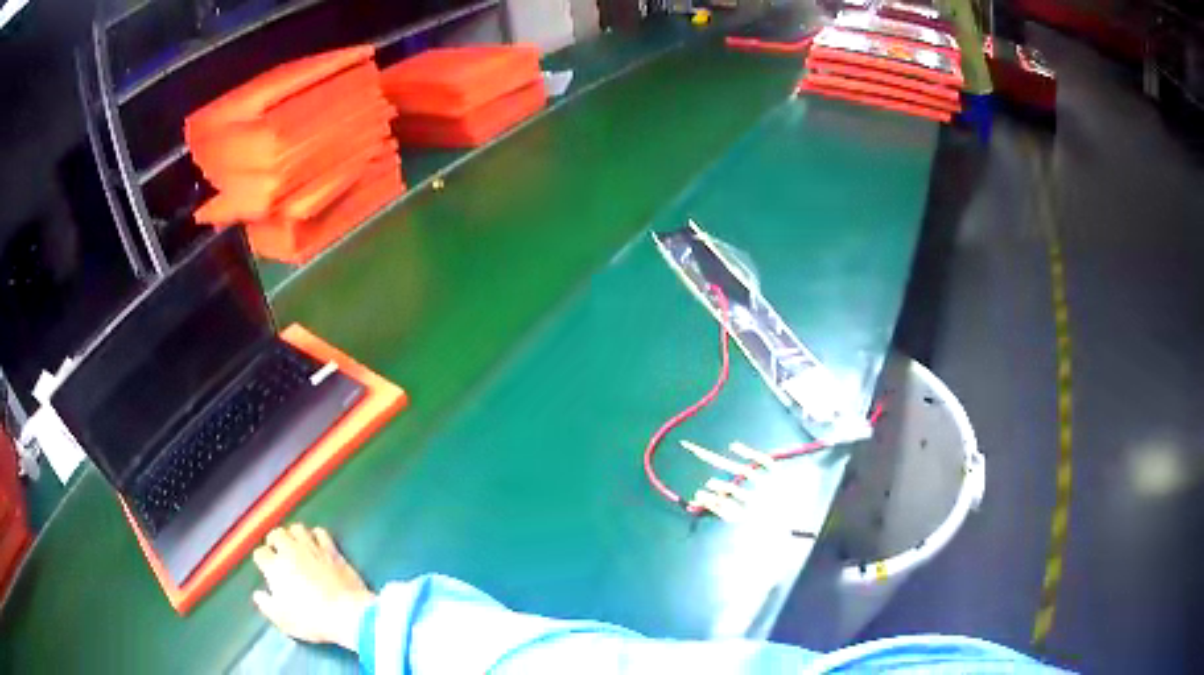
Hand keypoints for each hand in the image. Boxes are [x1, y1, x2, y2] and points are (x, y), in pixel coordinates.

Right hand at [251, 524, 375, 651]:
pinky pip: (320, 532)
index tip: (265, 567)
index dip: (261, 560)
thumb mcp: (283, 620)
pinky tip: (316, 544)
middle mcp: (290, 551)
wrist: (347, 614)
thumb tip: (258, 595)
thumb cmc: (312, 620)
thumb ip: (266, 605)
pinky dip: (316, 535)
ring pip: (296, 528)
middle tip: (278, 552)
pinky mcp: (331, 550)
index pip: (260, 553)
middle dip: (274, 541)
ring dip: (293, 535)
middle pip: (276, 534)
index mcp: (275, 567)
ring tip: (295, 545)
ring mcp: (312, 548)